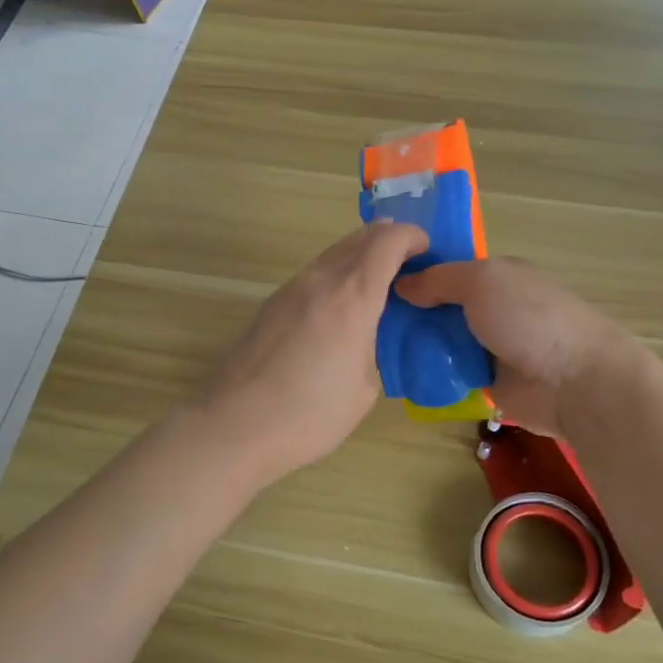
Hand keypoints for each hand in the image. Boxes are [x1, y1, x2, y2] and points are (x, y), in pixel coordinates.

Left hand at [188, 222, 427, 489]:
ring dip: (360, 258)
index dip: (413, 237)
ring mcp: (290, 290)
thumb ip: (374, 347)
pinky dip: (336, 277)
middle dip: (388, 242)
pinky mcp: (271, 305)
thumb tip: (368, 335)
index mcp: (352, 296)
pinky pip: (314, 275)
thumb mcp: (364, 388)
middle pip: (359, 238)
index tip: (428, 252)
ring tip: (377, 289)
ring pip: (333, 254)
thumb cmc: (309, 414)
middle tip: (409, 266)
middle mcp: (320, 280)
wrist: (235, 425)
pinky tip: (340, 310)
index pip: (388, 240)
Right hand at [394, 258, 639, 437]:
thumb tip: (401, 285)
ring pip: (439, 340)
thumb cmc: (530, 317)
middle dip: (407, 310)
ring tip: (371, 344)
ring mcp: (488, 346)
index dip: (415, 271)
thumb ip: (439, 279)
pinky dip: (427, 372)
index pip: (447, 268)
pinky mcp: (484, 381)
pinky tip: (396, 371)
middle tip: (366, 315)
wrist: (574, 381)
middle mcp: (491, 308)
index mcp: (496, 276)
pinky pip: (446, 372)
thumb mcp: (481, 281)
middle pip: (439, 305)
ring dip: (414, 343)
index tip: (376, 277)